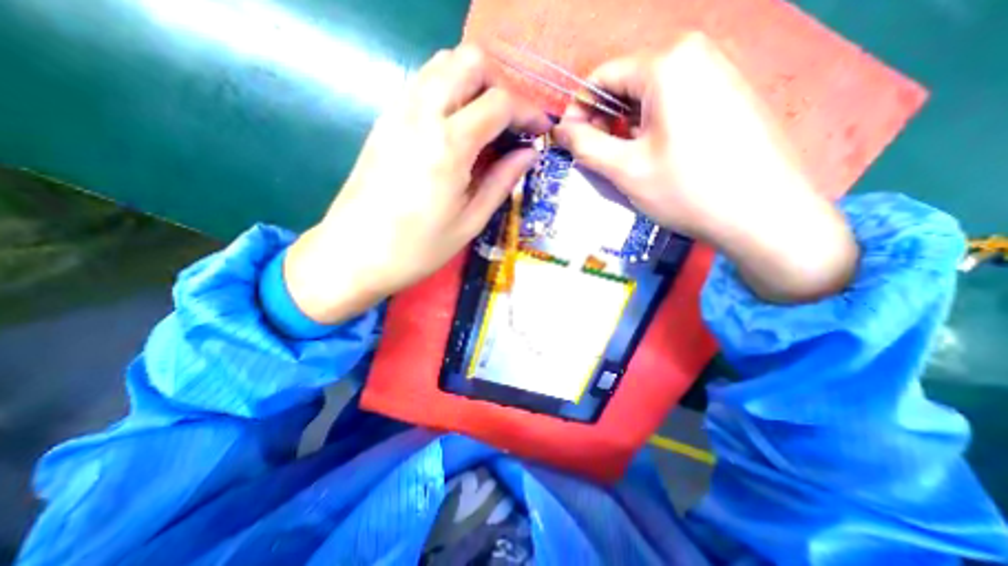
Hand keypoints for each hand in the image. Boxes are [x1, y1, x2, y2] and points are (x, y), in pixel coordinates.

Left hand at [283, 45, 550, 321]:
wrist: (354, 254)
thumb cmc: (417, 248)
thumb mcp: (470, 222)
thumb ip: (502, 181)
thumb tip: (529, 154)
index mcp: (449, 146)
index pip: (500, 102)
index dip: (528, 111)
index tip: (540, 130)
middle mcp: (422, 114)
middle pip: (470, 62)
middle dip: (501, 85)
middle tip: (511, 123)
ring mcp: (398, 112)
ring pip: (443, 64)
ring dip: (474, 83)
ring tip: (487, 123)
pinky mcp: (384, 119)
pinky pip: (423, 82)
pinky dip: (449, 90)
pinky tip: (456, 127)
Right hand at [555, 33, 852, 301]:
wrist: (764, 214)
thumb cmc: (687, 190)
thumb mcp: (625, 169)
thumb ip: (585, 145)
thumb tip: (560, 131)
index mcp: (667, 63)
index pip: (601, 77)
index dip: (578, 111)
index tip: (570, 142)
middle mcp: (695, 53)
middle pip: (626, 83)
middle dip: (604, 120)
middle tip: (597, 156)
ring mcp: (718, 71)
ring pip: (649, 95)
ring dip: (627, 126)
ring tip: (625, 160)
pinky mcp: (729, 93)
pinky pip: (674, 101)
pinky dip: (652, 125)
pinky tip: (655, 154)